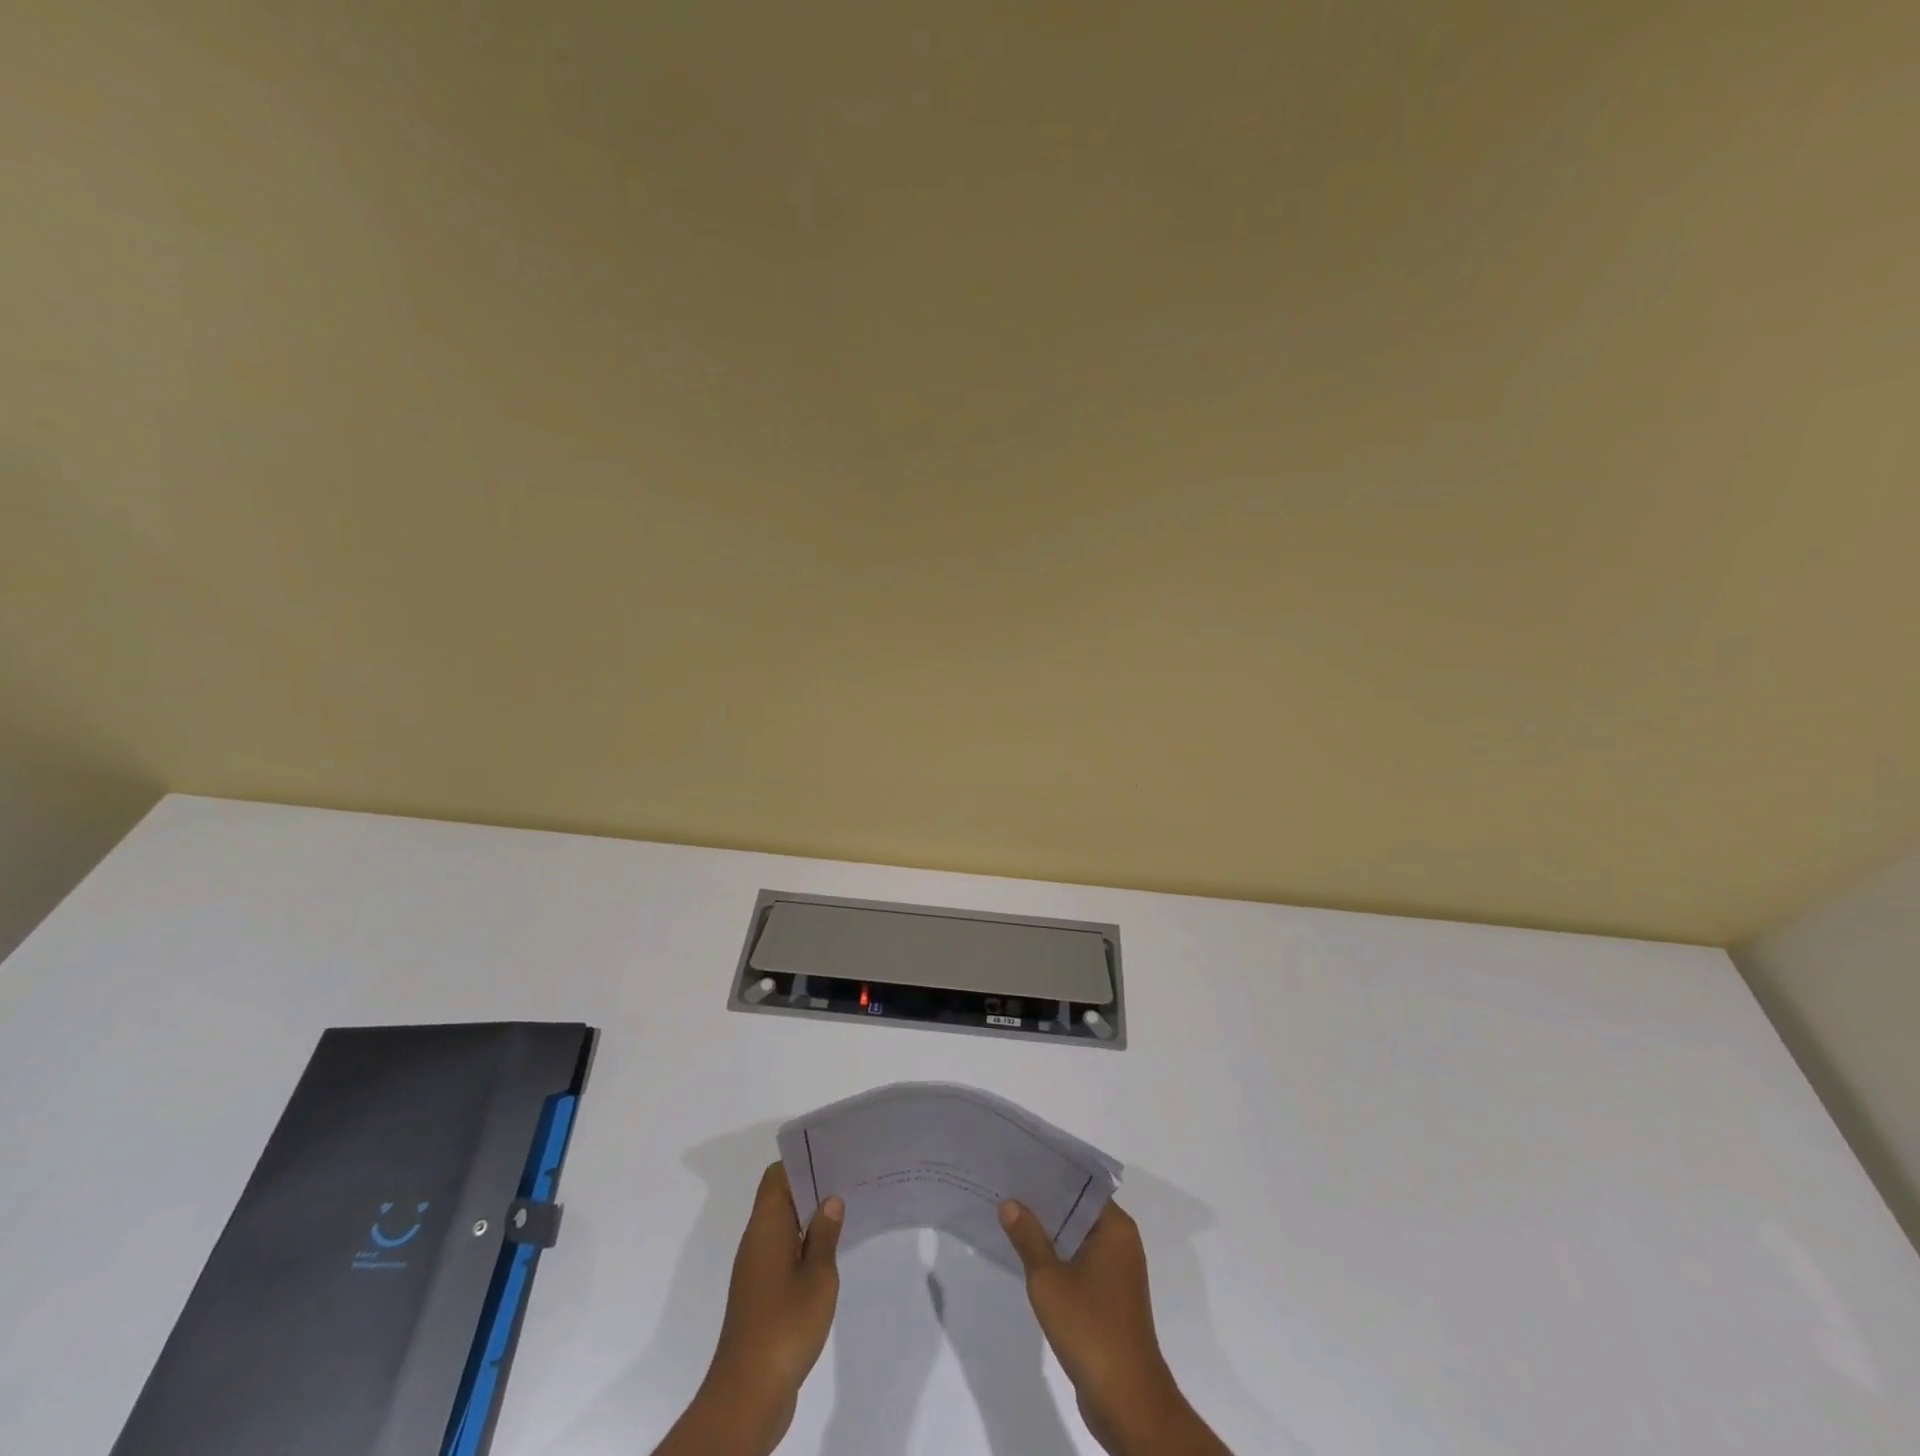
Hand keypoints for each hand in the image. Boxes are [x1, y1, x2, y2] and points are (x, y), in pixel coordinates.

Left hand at [653, 1164, 842, 1455]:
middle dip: (812, 1188)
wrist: (749, 1393)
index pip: (778, 1175)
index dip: (803, 1162)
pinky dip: (804, 1246)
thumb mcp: (818, 1275)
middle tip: (849, 1181)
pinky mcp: (760, 1295)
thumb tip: (830, 1200)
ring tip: (847, 1212)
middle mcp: (756, 1240)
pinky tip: (830, 1255)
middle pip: (781, 1197)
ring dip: (810, 1219)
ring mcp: (756, 1269)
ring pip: (783, 1226)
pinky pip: (783, 1253)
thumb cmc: (785, 1324)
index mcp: (766, 1226)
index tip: (833, 1157)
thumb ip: (825, 1234)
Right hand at [1000, 1199, 1231, 1455]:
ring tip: (1012, 1216)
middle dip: (1046, 1203)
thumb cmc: (1090, 1328)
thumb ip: (1028, 1238)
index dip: (1051, 1175)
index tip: (1021, 1165)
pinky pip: (1081, 1263)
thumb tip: (1010, 1203)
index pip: (1081, 1186)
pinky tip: (1030, 1257)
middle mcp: (1122, 1242)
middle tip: (1008, 1187)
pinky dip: (1059, 1258)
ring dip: (1051, 1232)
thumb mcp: (1049, 1279)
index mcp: (1115, 1228)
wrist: (1126, 1400)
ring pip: (1079, 1238)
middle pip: (1079, 1210)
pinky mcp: (1111, 1298)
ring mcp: (1118, 1272)